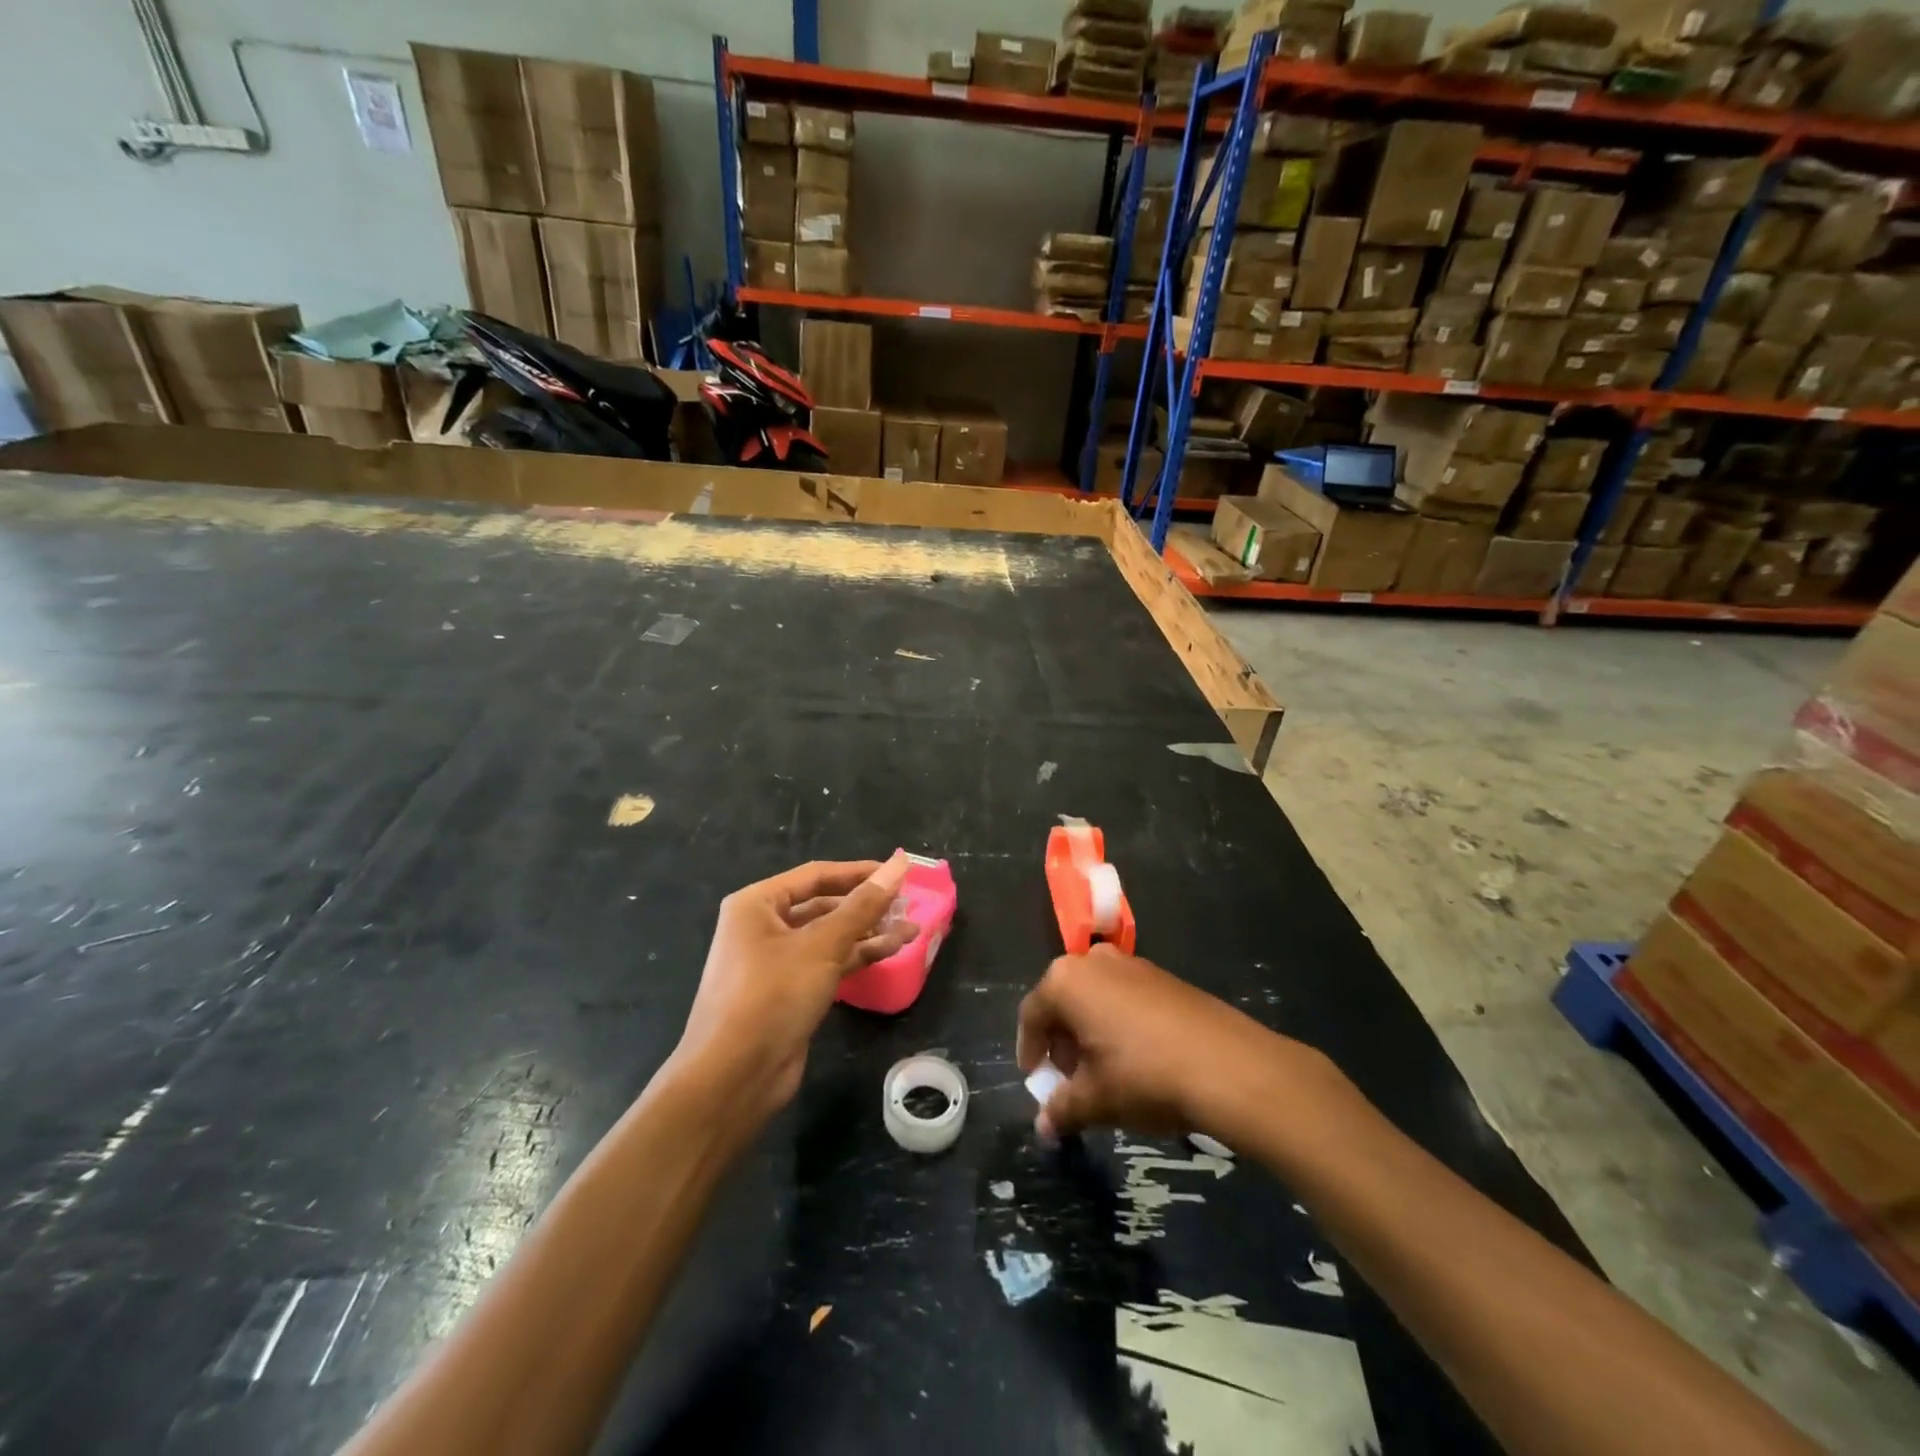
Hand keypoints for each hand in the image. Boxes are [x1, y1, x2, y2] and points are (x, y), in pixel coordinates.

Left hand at [675, 854, 915, 1125]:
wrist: (734, 1077)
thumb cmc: (772, 996)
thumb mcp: (822, 946)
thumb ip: (863, 905)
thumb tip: (899, 864)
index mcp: (757, 904)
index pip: (816, 875)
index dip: (859, 872)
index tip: (900, 872)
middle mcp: (762, 927)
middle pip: (823, 905)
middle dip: (866, 905)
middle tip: (908, 903)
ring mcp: (776, 961)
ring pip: (829, 936)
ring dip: (868, 932)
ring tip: (912, 928)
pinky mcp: (789, 992)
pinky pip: (828, 963)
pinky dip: (858, 956)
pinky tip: (892, 951)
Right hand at [1016, 945, 1286, 1139]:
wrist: (1228, 1065)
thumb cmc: (1144, 1076)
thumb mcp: (1095, 1100)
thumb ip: (1062, 1109)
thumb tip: (1044, 1127)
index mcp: (1065, 981)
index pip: (1031, 1015)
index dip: (1030, 1051)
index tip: (1037, 1081)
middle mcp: (1094, 961)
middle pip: (1063, 1002)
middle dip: (1062, 1042)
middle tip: (1071, 1080)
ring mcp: (1132, 964)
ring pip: (1095, 998)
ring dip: (1091, 1033)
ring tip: (1105, 1074)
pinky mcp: (1163, 976)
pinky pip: (1124, 997)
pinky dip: (1119, 1024)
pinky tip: (1137, 1060)